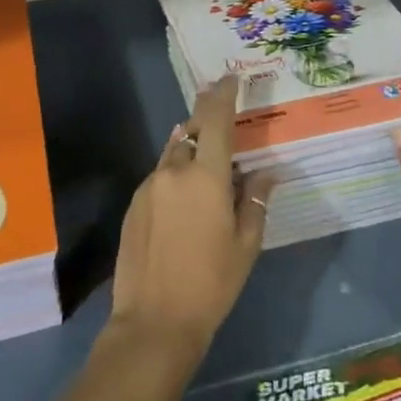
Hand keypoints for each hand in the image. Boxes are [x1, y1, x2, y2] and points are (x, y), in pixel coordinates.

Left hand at [108, 75, 276, 357]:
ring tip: (209, 164)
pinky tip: (186, 198)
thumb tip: (266, 172)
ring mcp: (149, 186)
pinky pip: (160, 175)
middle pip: (191, 130)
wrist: (153, 323)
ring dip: (191, 148)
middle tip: (224, 118)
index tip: (230, 78)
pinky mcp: (134, 204)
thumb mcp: (245, 244)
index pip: (215, 119)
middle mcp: (174, 171)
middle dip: (207, 119)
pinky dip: (176, 174)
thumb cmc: (211, 284)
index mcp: (206, 176)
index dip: (223, 94)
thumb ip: (255, 200)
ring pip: (173, 153)